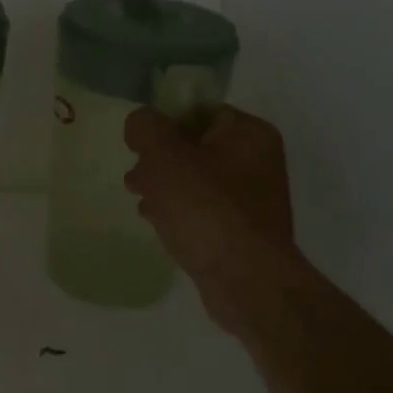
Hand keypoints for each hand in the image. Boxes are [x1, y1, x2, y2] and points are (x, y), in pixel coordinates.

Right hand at [124, 104, 301, 333]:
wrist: (246, 281)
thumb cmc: (206, 209)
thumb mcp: (165, 157)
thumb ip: (146, 128)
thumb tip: (140, 123)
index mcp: (249, 133)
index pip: (199, 111)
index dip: (164, 122)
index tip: (138, 144)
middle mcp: (257, 161)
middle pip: (196, 146)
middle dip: (160, 159)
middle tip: (134, 176)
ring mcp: (252, 199)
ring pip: (197, 180)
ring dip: (165, 186)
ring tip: (139, 199)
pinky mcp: (242, 232)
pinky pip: (203, 210)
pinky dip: (179, 211)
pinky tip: (156, 222)